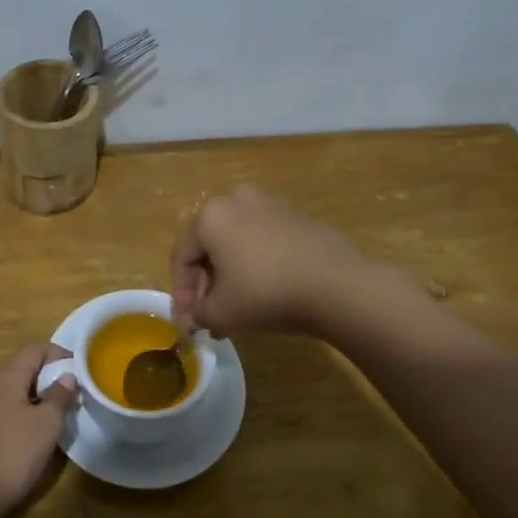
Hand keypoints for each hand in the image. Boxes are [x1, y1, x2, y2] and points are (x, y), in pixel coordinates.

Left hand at [0, 342, 77, 517]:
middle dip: (52, 376)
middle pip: (25, 367)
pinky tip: (37, 436)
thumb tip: (68, 376)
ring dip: (40, 397)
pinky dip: (26, 414)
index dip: (61, 354)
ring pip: (16, 390)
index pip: (36, 348)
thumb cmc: (10, 454)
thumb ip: (60, 397)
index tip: (82, 372)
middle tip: (75, 395)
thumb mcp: (46, 425)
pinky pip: (7, 410)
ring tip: (61, 416)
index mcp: (7, 375)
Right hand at [170, 185, 366, 335]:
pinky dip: (257, 261)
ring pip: (238, 239)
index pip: (182, 255)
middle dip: (206, 280)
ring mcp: (271, 204)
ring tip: (238, 303)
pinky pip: (265, 239)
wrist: (337, 286)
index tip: (189, 318)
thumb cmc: (266, 294)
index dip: (181, 290)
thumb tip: (197, 316)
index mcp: (211, 216)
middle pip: (209, 243)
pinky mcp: (298, 216)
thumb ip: (199, 314)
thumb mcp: (221, 313)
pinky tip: (267, 289)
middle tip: (210, 311)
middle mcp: (237, 200)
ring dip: (231, 270)